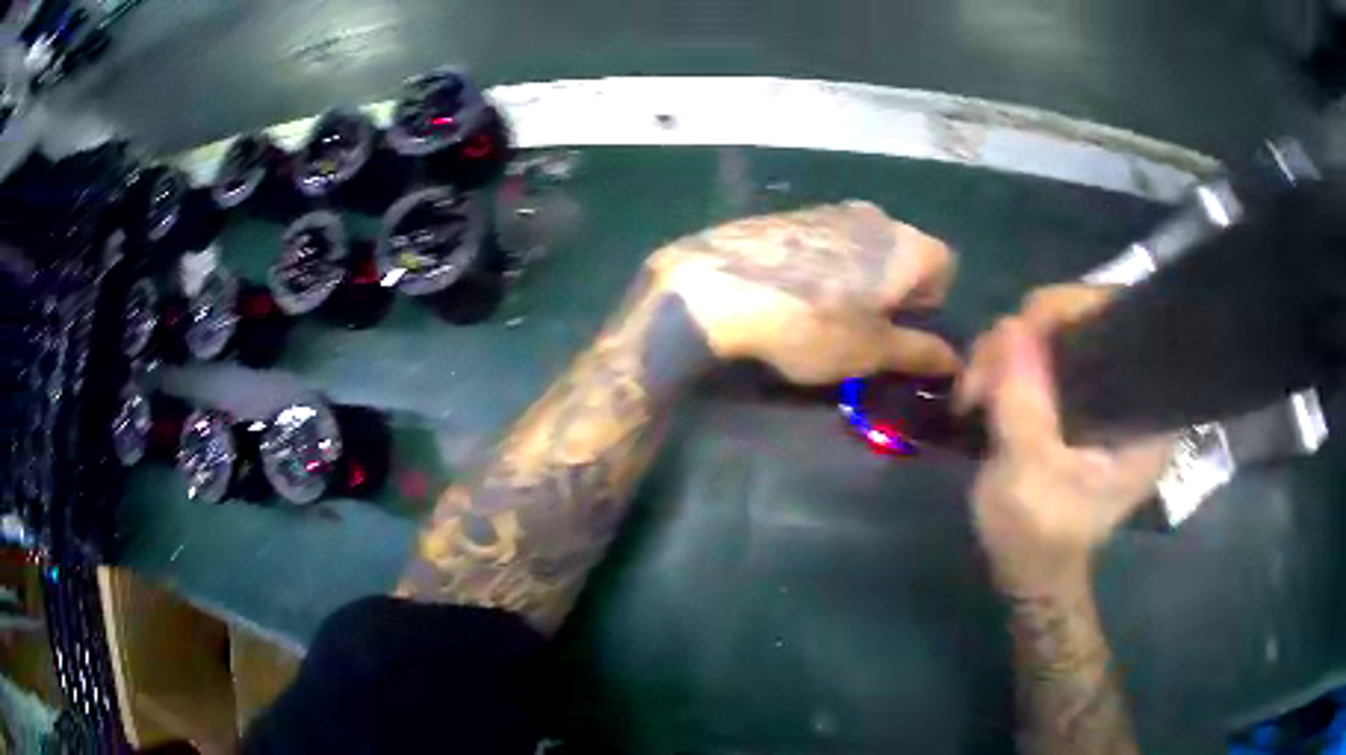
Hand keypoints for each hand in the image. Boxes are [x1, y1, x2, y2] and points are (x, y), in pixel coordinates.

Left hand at [645, 201, 959, 383]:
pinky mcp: (789, 213)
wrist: (717, 288)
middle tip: (864, 325)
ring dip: (859, 277)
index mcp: (906, 244)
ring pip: (864, 245)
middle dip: (895, 289)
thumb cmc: (811, 324)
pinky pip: (826, 240)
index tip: (901, 327)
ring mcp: (829, 209)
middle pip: (904, 252)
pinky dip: (824, 265)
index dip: (931, 301)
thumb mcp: (871, 351)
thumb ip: (919, 352)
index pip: (946, 265)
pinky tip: (792, 291)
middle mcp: (875, 215)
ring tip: (825, 311)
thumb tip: (954, 360)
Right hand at [959, 287, 1170, 594]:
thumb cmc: (1038, 539)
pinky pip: (1045, 355)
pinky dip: (1010, 363)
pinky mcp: (1079, 398)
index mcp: (1145, 413)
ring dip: (1007, 352)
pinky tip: (985, 386)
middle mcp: (1133, 392)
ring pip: (1057, 334)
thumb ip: (1024, 403)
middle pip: (1084, 320)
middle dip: (1026, 337)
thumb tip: (1011, 326)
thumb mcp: (1027, 478)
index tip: (1020, 337)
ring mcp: (1104, 393)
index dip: (1072, 311)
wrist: (1029, 573)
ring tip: (972, 393)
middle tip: (980, 378)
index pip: (1122, 322)